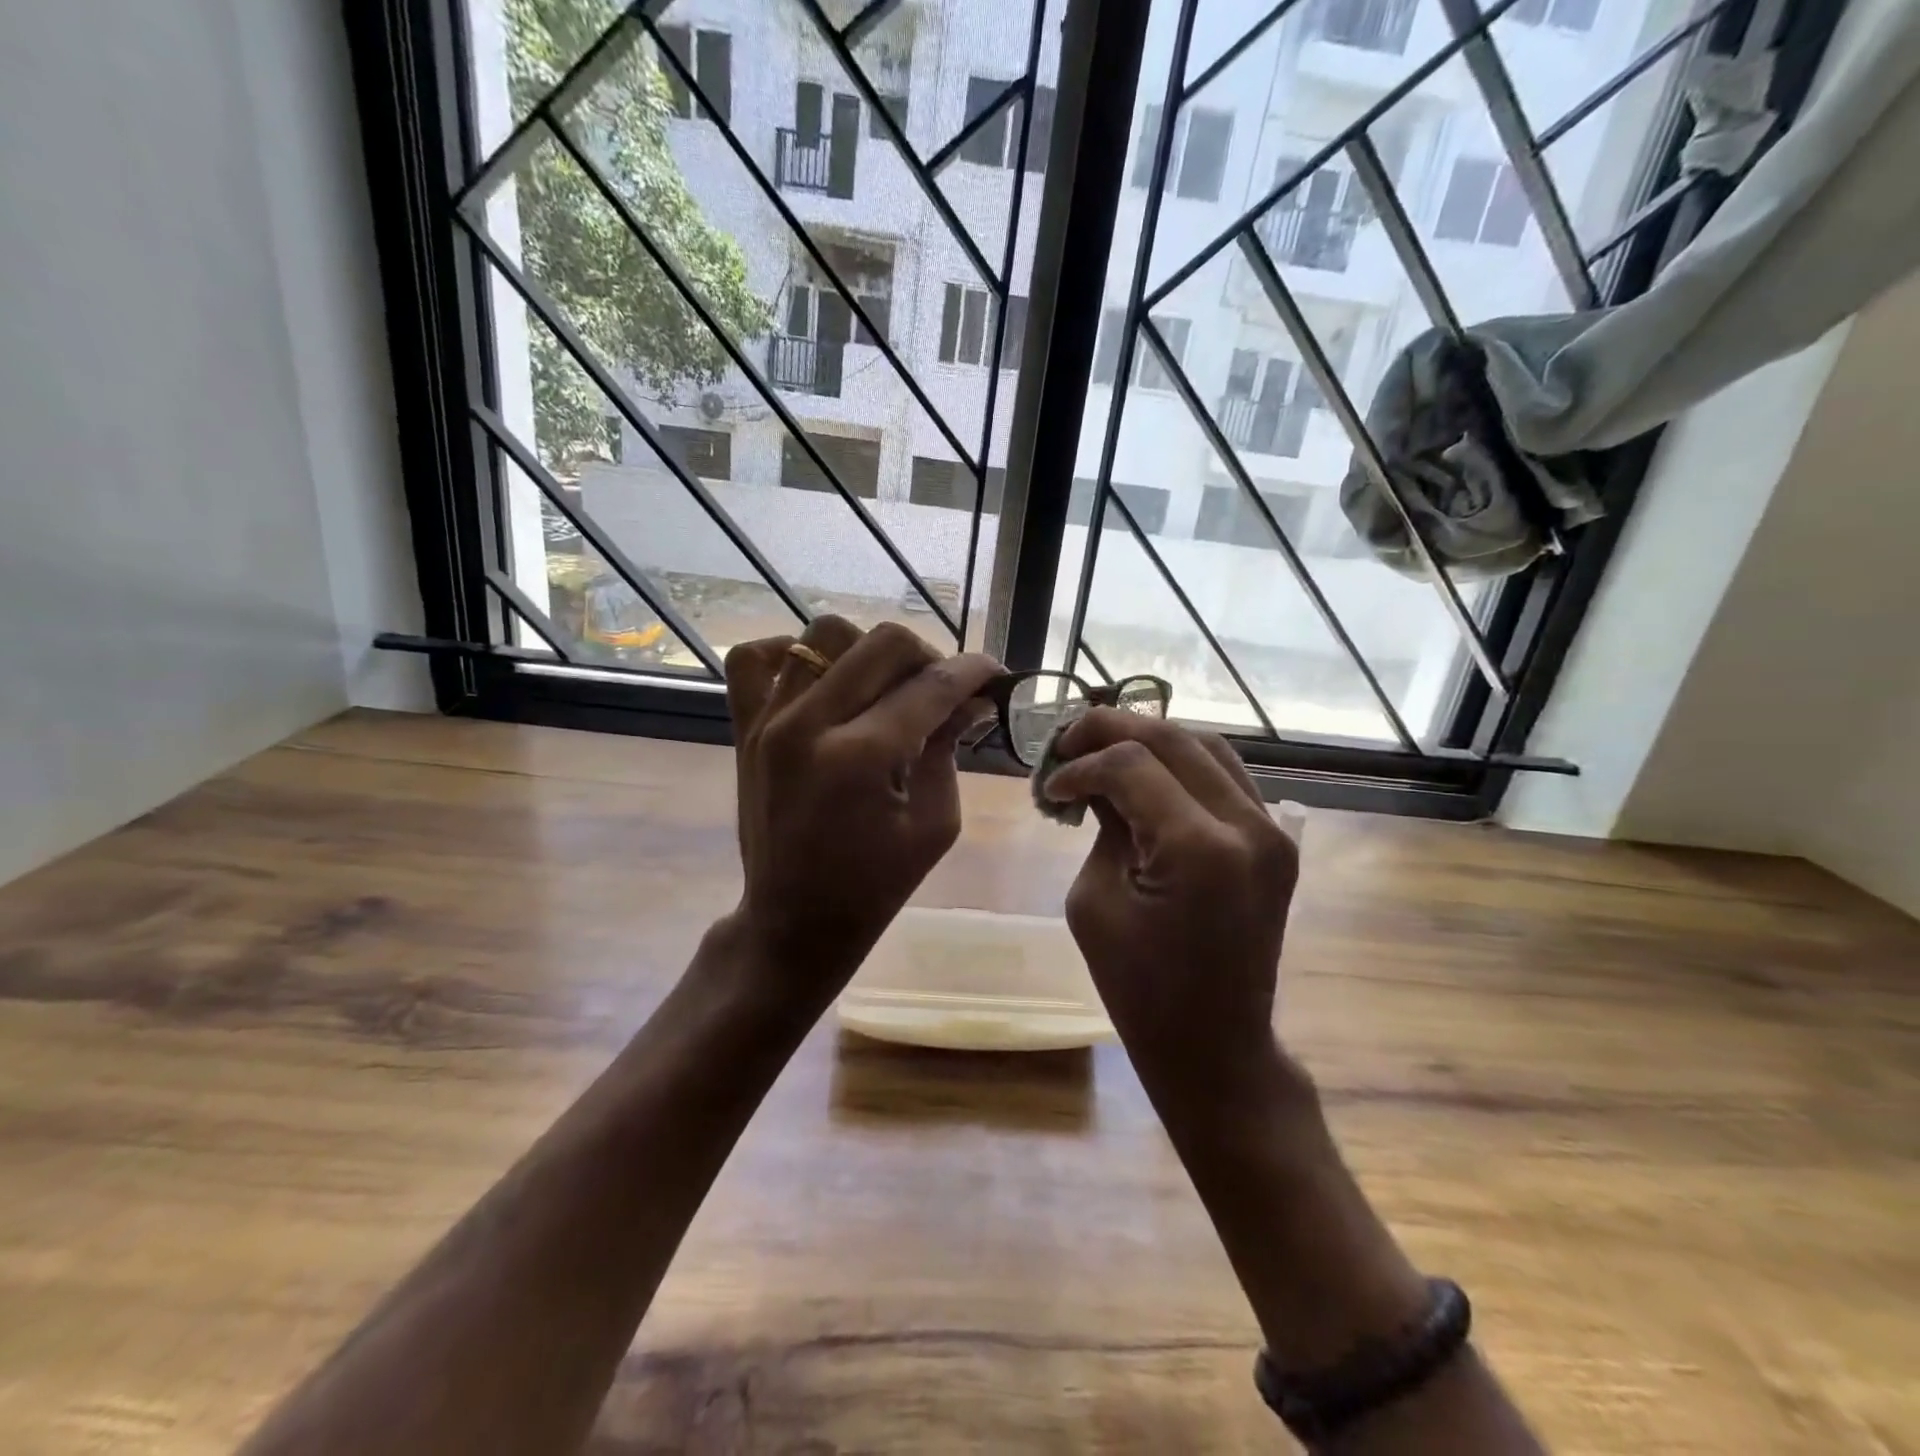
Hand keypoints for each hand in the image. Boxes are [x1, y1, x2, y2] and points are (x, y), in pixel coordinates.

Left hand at [721, 616, 1001, 1009]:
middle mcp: (808, 724)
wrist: (794, 921)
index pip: (930, 686)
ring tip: (884, 687)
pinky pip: (752, 657)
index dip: (973, 672)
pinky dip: (792, 652)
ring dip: (868, 652)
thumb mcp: (934, 824)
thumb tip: (973, 697)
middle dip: (928, 656)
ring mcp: (768, 721)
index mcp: (860, 758)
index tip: (994, 672)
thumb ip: (949, 749)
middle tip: (941, 689)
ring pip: (824, 634)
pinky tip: (822, 678)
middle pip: (881, 643)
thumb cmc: (875, 885)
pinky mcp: (744, 728)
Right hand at [1044, 710, 1299, 1106]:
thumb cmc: (1138, 987)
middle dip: (1111, 730)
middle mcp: (1247, 825)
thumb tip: (1096, 779)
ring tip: (1102, 750)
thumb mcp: (1095, 899)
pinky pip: (1225, 776)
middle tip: (1066, 743)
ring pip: (1205, 745)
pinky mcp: (1275, 840)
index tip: (1049, 788)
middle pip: (1172, 738)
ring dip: (1148, 739)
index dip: (1080, 766)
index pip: (1130, 765)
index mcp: (1198, 848)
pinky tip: (1145, 774)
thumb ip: (1102, 825)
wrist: (1215, 1043)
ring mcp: (1271, 830)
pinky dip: (1180, 763)